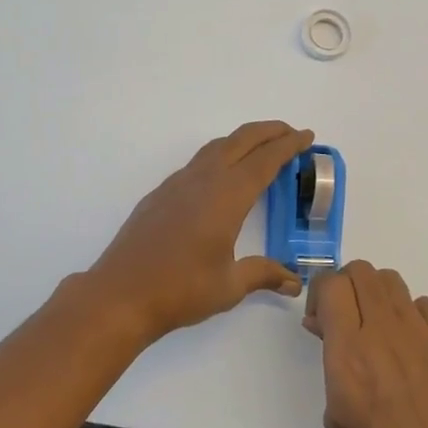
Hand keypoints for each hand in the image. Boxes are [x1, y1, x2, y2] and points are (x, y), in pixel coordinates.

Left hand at [86, 121, 312, 339]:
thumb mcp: (229, 286)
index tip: (307, 136)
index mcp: (227, 197)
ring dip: (242, 140)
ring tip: (260, 148)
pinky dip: (219, 156)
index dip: (288, 146)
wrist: (120, 295)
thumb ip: (263, 275)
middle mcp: (203, 181)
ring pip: (216, 147)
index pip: (265, 161)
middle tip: (291, 133)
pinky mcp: (160, 194)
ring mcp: (177, 184)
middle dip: (269, 132)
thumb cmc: (180, 290)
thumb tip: (294, 282)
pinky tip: (220, 177)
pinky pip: (197, 163)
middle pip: (241, 141)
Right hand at [304, 261, 427, 427]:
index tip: (320, 316)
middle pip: (361, 271)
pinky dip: (410, 314)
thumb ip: (330, 360)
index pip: (332, 284)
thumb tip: (325, 325)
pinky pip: (424, 304)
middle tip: (345, 316)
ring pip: (391, 281)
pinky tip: (411, 344)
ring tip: (377, 327)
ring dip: (376, 295)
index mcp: (349, 351)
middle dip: (346, 286)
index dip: (320, 291)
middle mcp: (384, 330)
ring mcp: (421, 332)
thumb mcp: (336, 416)